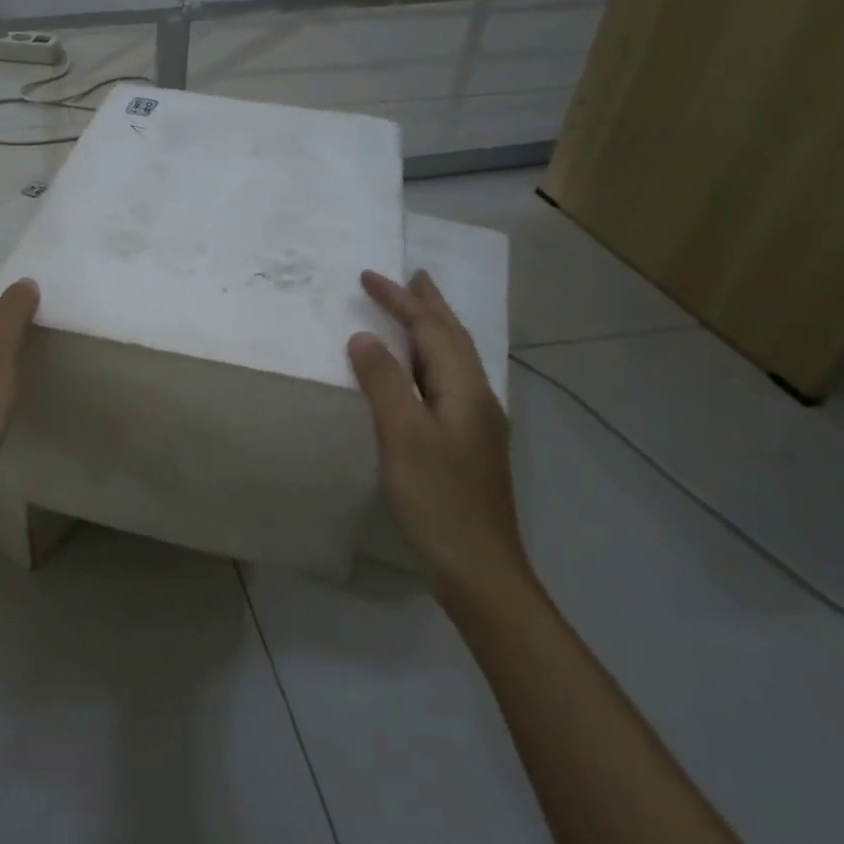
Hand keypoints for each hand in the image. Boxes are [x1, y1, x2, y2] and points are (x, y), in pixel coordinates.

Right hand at [347, 269, 529, 604]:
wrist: (479, 567)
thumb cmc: (438, 498)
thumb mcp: (403, 435)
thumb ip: (383, 382)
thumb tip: (364, 337)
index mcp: (464, 389)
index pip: (430, 329)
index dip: (400, 300)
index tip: (368, 276)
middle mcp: (476, 398)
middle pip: (452, 339)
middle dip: (428, 305)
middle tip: (411, 277)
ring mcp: (476, 423)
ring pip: (453, 361)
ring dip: (432, 330)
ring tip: (416, 311)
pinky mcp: (467, 445)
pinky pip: (446, 383)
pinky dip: (429, 360)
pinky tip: (421, 373)